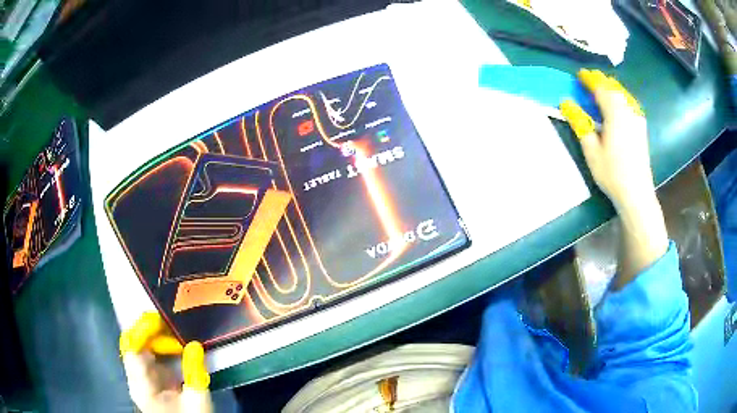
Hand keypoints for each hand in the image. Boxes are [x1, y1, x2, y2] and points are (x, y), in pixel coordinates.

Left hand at [119, 312, 212, 412]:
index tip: (160, 319)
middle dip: (151, 332)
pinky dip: (159, 347)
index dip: (142, 331)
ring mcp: (140, 379)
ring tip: (176, 334)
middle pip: (133, 345)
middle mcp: (136, 379)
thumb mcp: (197, 400)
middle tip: (172, 324)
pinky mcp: (148, 379)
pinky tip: (174, 346)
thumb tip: (195, 345)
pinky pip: (147, 355)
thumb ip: (195, 373)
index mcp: (142, 387)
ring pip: (140, 347)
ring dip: (156, 338)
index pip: (132, 349)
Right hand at [560, 69, 651, 210]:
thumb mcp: (591, 150)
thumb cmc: (612, 173)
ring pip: (622, 94)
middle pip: (613, 87)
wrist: (636, 193)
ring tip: (600, 89)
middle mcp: (628, 110)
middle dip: (600, 81)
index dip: (589, 79)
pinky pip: (629, 103)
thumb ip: (579, 122)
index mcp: (615, 112)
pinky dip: (619, 97)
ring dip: (610, 88)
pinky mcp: (641, 127)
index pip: (600, 87)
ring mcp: (637, 118)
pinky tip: (616, 104)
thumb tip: (565, 102)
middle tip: (588, 80)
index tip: (579, 75)